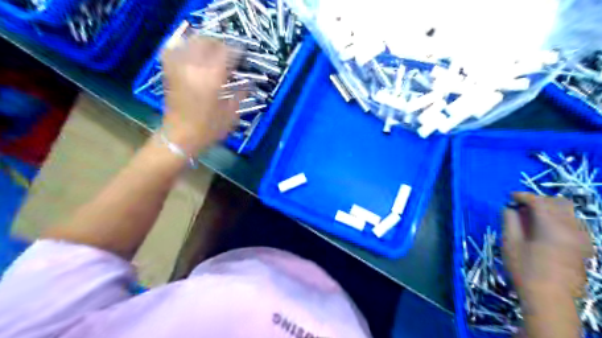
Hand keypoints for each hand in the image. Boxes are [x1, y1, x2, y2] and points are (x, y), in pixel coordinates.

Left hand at [162, 36, 243, 154]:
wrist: (180, 137)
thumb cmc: (208, 129)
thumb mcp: (231, 115)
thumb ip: (240, 95)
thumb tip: (248, 85)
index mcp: (212, 80)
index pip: (226, 53)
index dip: (236, 51)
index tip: (243, 54)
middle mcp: (194, 69)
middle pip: (207, 42)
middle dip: (220, 43)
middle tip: (229, 51)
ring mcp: (179, 68)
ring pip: (190, 42)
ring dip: (204, 42)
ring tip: (213, 50)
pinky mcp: (169, 72)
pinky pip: (174, 50)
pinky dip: (184, 46)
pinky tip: (192, 52)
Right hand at [501, 193, 591, 300]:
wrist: (550, 299)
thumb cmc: (525, 269)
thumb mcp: (510, 243)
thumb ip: (510, 221)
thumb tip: (509, 208)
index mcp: (552, 227)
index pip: (539, 202)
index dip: (523, 196)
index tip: (510, 197)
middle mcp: (572, 229)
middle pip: (559, 203)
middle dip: (539, 200)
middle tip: (521, 207)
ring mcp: (582, 239)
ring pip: (569, 213)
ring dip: (550, 209)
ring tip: (532, 217)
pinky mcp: (585, 248)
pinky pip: (574, 224)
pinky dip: (559, 219)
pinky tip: (545, 229)